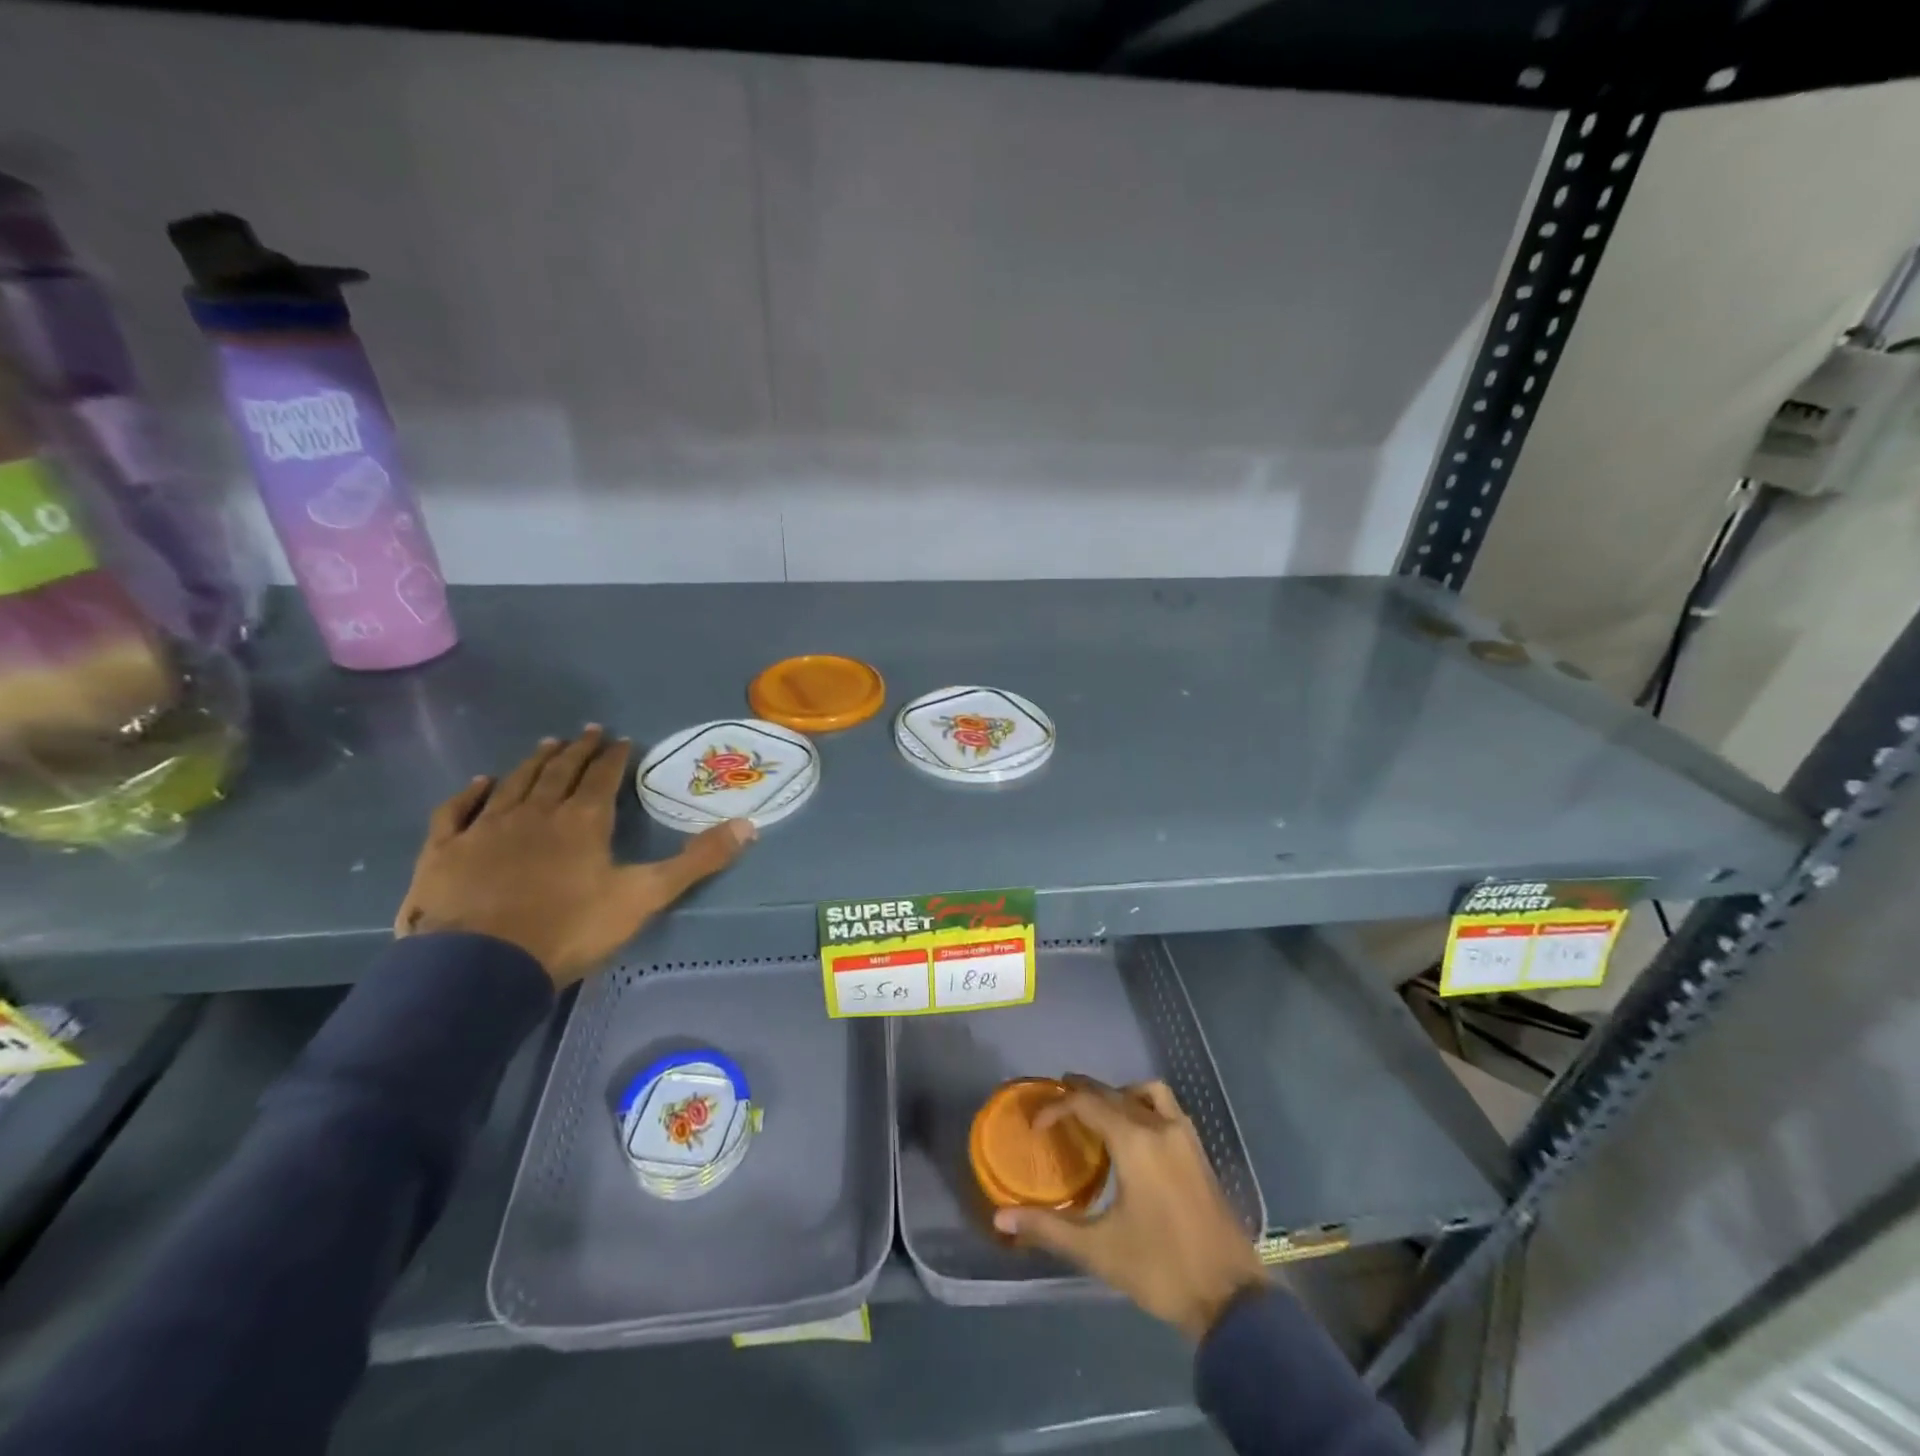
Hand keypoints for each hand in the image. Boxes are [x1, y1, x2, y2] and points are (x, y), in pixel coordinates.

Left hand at [394, 725, 753, 986]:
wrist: (479, 967)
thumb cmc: (570, 929)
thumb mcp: (645, 897)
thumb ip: (697, 861)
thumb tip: (749, 826)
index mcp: (583, 820)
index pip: (602, 777)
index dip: (614, 756)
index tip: (622, 740)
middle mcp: (536, 812)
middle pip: (559, 771)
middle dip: (576, 750)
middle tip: (586, 732)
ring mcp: (487, 827)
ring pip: (514, 782)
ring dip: (533, 762)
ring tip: (546, 745)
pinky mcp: (446, 850)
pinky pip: (459, 810)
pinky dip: (471, 793)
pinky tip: (480, 782)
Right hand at [995, 1079, 1266, 1339]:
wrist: (1231, 1298)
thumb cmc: (1160, 1269)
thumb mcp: (1098, 1250)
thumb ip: (1048, 1229)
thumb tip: (1000, 1219)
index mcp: (1134, 1141)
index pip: (1086, 1103)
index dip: (1056, 1106)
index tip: (1035, 1124)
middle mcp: (1159, 1126)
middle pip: (1113, 1093)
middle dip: (1082, 1093)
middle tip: (1055, 1105)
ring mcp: (1184, 1136)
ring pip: (1145, 1093)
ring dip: (1117, 1094)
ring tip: (1096, 1113)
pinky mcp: (1199, 1151)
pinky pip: (1166, 1107)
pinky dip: (1143, 1104)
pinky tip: (1135, 1134)